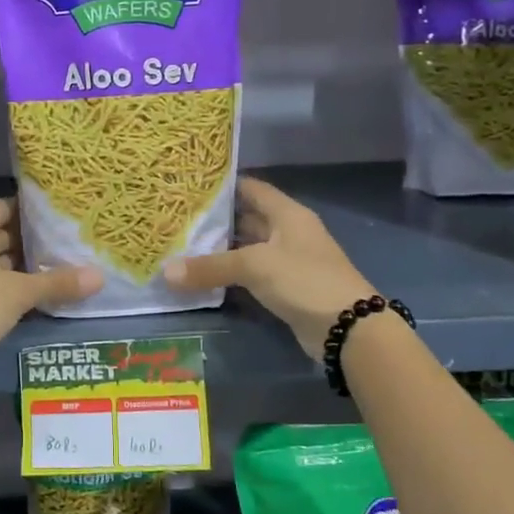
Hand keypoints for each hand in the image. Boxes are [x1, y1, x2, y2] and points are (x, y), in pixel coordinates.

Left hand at [0, 198, 100, 376]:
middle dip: (27, 238)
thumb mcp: (20, 293)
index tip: (52, 211)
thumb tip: (100, 276)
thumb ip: (58, 283)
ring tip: (55, 266)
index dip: (23, 206)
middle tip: (62, 240)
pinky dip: (9, 287)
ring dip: (19, 265)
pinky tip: (34, 296)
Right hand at [163, 177, 373, 360]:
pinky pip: (251, 273)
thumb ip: (210, 267)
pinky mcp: (286, 287)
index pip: (251, 188)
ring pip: (248, 248)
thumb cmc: (304, 280)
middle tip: (177, 218)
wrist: (348, 328)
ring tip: (182, 245)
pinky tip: (204, 276)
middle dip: (216, 219)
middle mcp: (288, 232)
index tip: (190, 186)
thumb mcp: (255, 267)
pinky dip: (230, 273)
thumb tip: (165, 272)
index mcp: (287, 214)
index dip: (224, 185)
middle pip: (248, 218)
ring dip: (221, 249)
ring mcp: (288, 261)